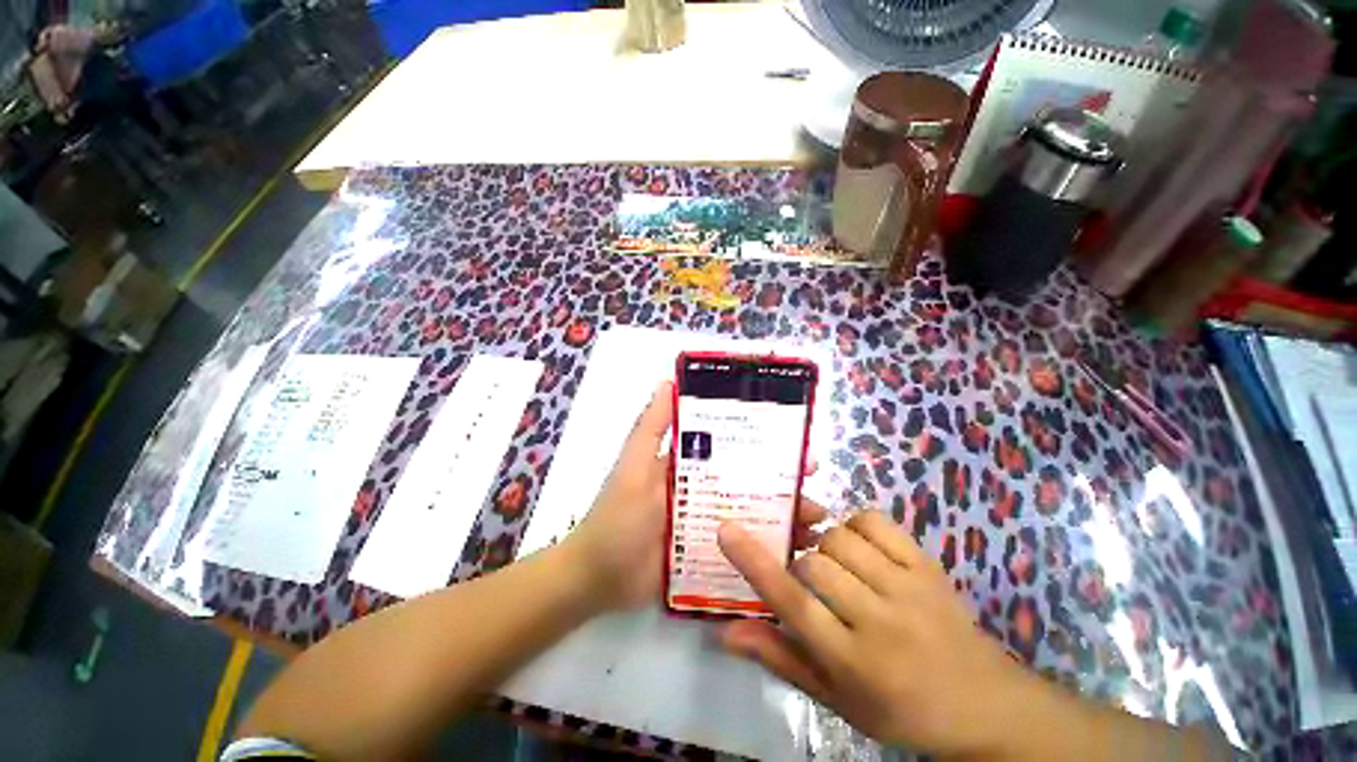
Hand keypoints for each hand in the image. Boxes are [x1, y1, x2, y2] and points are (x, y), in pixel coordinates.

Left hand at [567, 381, 825, 610]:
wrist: (596, 579)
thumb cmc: (616, 518)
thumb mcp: (632, 468)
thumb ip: (650, 429)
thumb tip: (667, 382)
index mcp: (688, 467)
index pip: (734, 451)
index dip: (766, 450)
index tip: (801, 452)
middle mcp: (702, 492)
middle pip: (750, 486)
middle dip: (784, 490)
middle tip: (816, 498)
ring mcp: (706, 527)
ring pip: (752, 518)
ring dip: (783, 522)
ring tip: (814, 531)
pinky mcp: (707, 557)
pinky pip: (741, 551)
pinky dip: (766, 553)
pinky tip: (794, 561)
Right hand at [717, 510, 1042, 757]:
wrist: (984, 702)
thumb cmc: (898, 708)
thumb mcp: (835, 697)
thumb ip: (779, 657)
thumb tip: (725, 631)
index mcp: (853, 663)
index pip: (794, 605)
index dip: (755, 564)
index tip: (726, 530)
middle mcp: (880, 621)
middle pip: (816, 564)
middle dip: (802, 564)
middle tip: (810, 577)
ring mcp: (908, 588)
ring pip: (841, 538)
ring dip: (826, 545)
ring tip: (838, 565)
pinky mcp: (927, 565)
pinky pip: (874, 521)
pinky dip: (856, 524)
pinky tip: (861, 546)